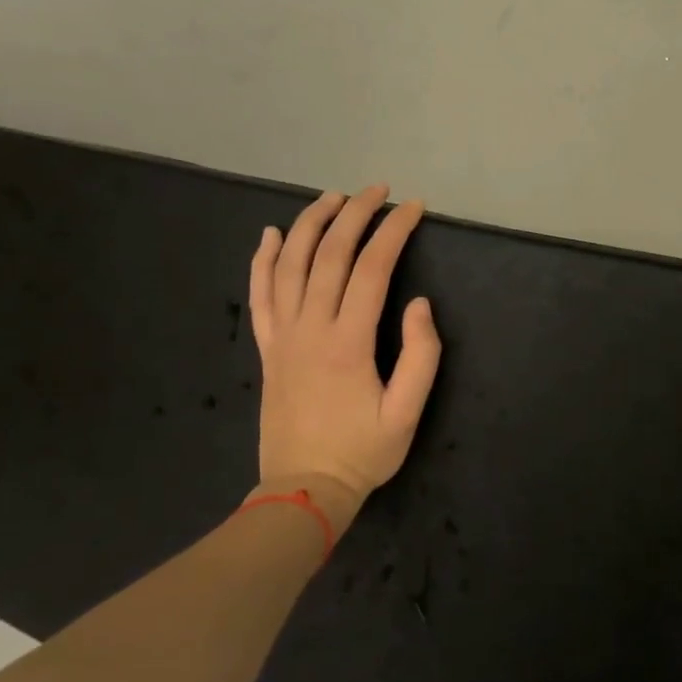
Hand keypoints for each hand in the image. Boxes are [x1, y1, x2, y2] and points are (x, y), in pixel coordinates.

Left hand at [248, 184, 440, 529]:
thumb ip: (421, 355)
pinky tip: (270, 235)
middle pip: (327, 256)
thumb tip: (418, 303)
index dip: (394, 232)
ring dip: (309, 225)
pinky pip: (260, 295)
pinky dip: (263, 261)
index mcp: (348, 342)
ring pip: (289, 266)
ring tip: (331, 197)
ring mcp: (283, 337)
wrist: (303, 491)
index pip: (372, 269)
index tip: (414, 208)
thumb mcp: (407, 412)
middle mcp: (310, 329)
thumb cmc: (363, 453)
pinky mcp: (268, 350)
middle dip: (354, 215)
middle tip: (377, 190)